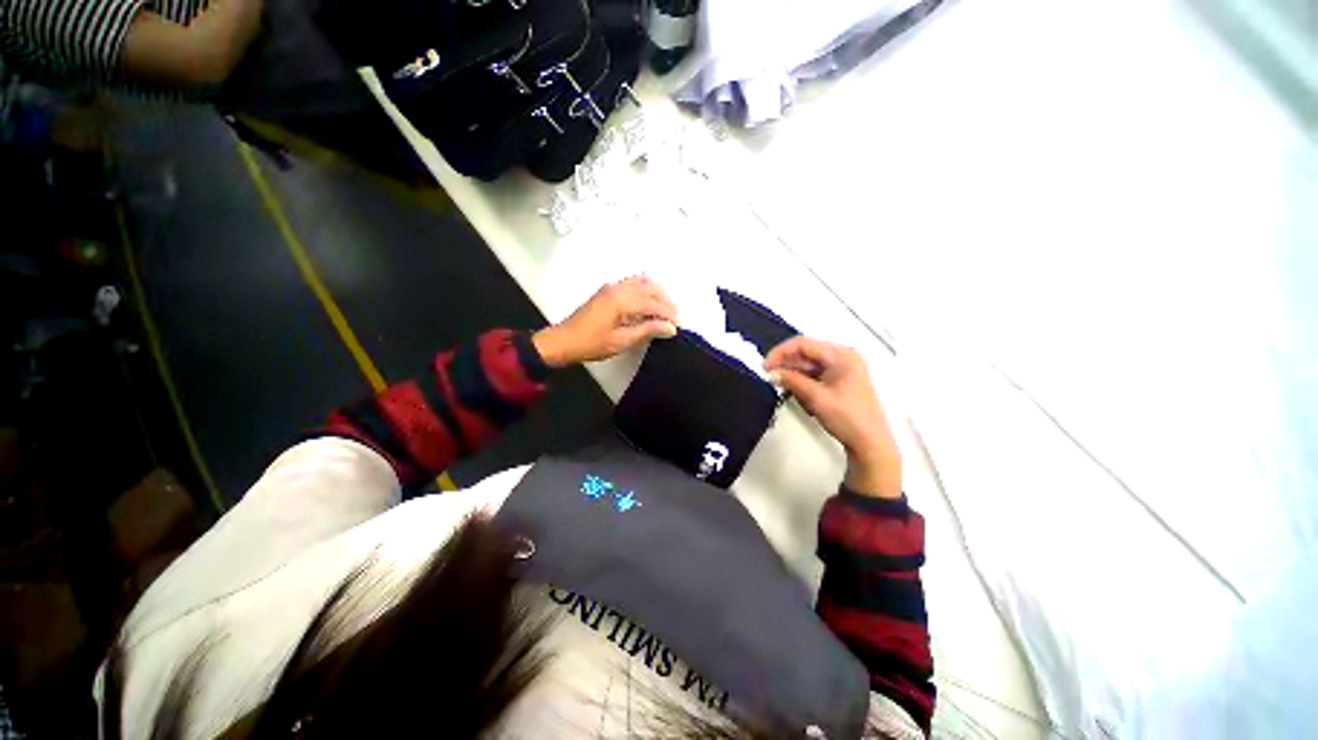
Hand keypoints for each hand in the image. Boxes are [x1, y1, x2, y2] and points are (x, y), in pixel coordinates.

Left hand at [533, 277, 677, 367]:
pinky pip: (633, 282)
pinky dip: (646, 289)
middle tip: (675, 319)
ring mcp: (612, 287)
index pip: (653, 304)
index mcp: (622, 300)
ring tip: (665, 311)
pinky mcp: (608, 290)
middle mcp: (618, 288)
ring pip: (643, 282)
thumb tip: (670, 328)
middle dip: (666, 302)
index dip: (668, 315)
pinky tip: (649, 302)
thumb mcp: (622, 341)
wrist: (564, 341)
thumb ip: (647, 331)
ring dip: (657, 294)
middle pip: (651, 289)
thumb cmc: (592, 344)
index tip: (678, 327)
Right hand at [765, 337, 901, 497]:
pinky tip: (791, 390)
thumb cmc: (846, 417)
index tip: (764, 366)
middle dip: (786, 363)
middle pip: (806, 352)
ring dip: (792, 373)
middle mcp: (842, 357)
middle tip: (767, 375)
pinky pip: (815, 374)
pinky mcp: (839, 381)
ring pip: (809, 364)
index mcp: (841, 355)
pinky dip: (801, 380)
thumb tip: (771, 373)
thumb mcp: (816, 397)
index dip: (781, 352)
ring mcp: (842, 369)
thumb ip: (792, 381)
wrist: (870, 443)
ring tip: (777, 384)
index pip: (804, 344)